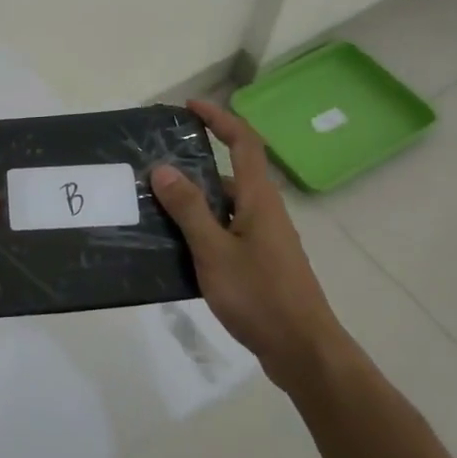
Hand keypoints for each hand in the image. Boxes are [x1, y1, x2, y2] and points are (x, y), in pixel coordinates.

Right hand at [151, 98, 340, 387]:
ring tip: (154, 206)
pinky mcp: (260, 262)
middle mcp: (265, 211)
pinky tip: (175, 247)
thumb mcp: (215, 251)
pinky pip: (226, 231)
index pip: (244, 142)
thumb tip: (164, 168)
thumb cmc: (260, 296)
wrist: (303, 350)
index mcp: (259, 199)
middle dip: (194, 164)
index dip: (219, 119)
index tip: (190, 107)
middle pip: (229, 173)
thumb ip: (189, 210)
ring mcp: (264, 238)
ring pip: (225, 206)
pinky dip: (201, 228)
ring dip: (194, 201)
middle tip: (154, 167)